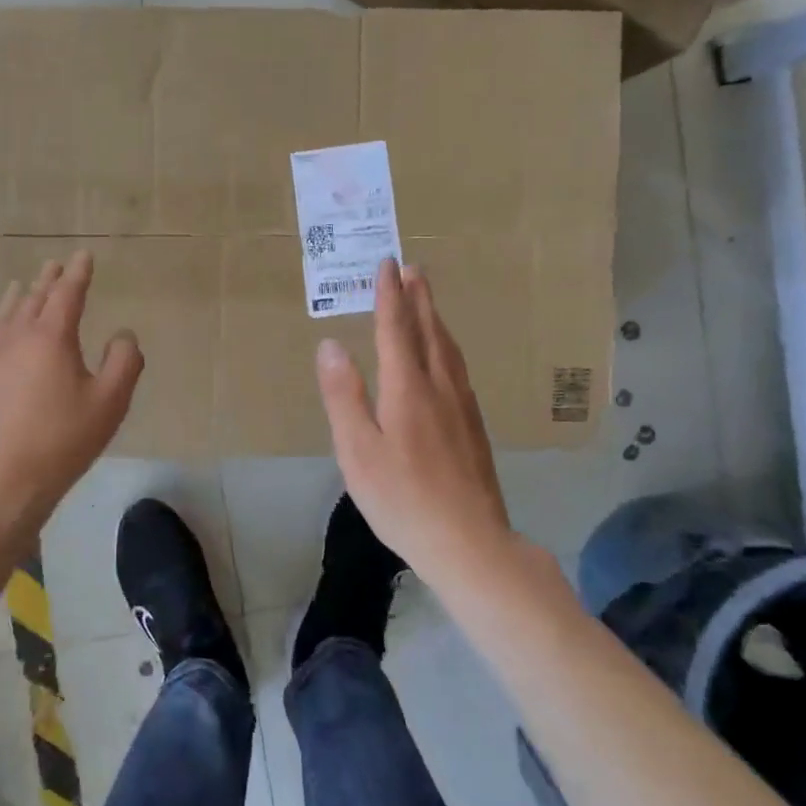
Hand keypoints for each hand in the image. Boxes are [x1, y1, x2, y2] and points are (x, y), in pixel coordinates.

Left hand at [0, 249, 142, 528]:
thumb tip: (123, 336)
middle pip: (34, 298)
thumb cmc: (63, 439)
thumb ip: (124, 362)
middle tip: (56, 264)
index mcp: (52, 337)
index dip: (78, 273)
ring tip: (23, 285)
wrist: (2, 479)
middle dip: (49, 280)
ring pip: (6, 314)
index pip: (68, 294)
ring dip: (20, 296)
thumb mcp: (110, 402)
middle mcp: (17, 337)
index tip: (83, 255)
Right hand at [315, 258, 511, 578]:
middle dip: (419, 299)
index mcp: (407, 389)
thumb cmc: (402, 498)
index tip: (388, 264)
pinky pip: (459, 369)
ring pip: (449, 350)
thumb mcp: (358, 451)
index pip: (397, 330)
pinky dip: (447, 347)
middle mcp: (440, 388)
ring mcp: (463, 407)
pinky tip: (447, 358)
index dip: (390, 296)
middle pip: (429, 332)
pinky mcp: (474, 427)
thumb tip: (331, 345)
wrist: (469, 541)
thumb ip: (344, 396)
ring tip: (428, 302)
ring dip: (436, 320)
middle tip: (413, 268)